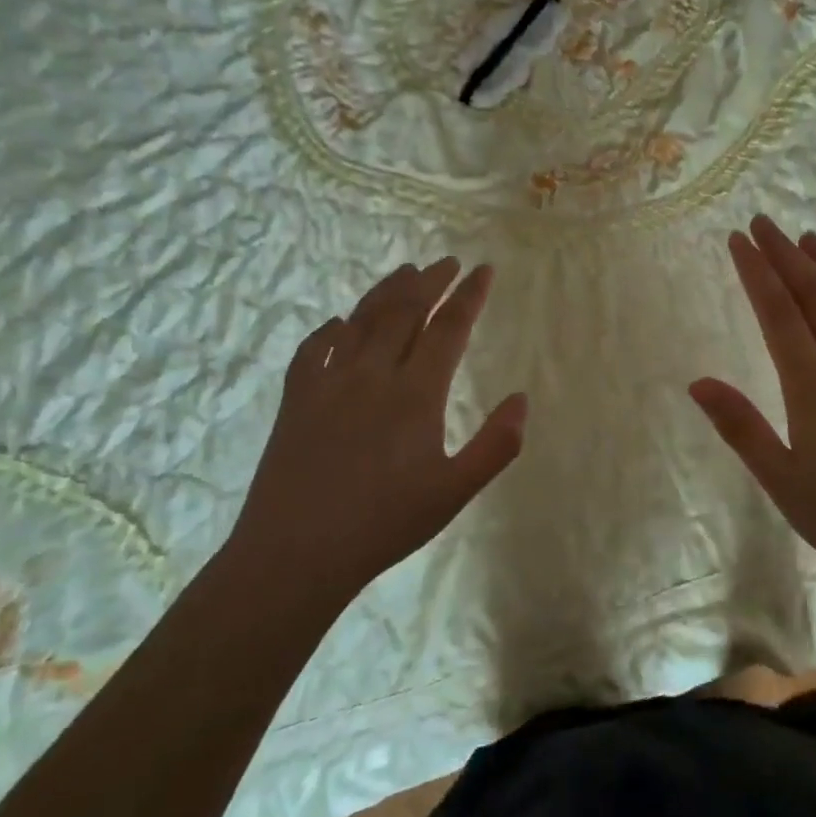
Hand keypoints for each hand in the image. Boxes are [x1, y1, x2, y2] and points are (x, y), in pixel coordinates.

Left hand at [236, 258, 526, 596]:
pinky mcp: (296, 399)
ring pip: (361, 320)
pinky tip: (339, 325)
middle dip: (430, 282)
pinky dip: (332, 330)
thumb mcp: (453, 493)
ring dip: (386, 292)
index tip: (484, 270)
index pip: (448, 329)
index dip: (469, 296)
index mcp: (415, 394)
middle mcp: (372, 375)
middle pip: (405, 312)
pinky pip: (314, 350)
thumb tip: (521, 400)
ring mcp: (328, 383)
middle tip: (448, 262)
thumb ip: (495, 445)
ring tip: (405, 272)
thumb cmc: (383, 525)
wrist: (294, 554)